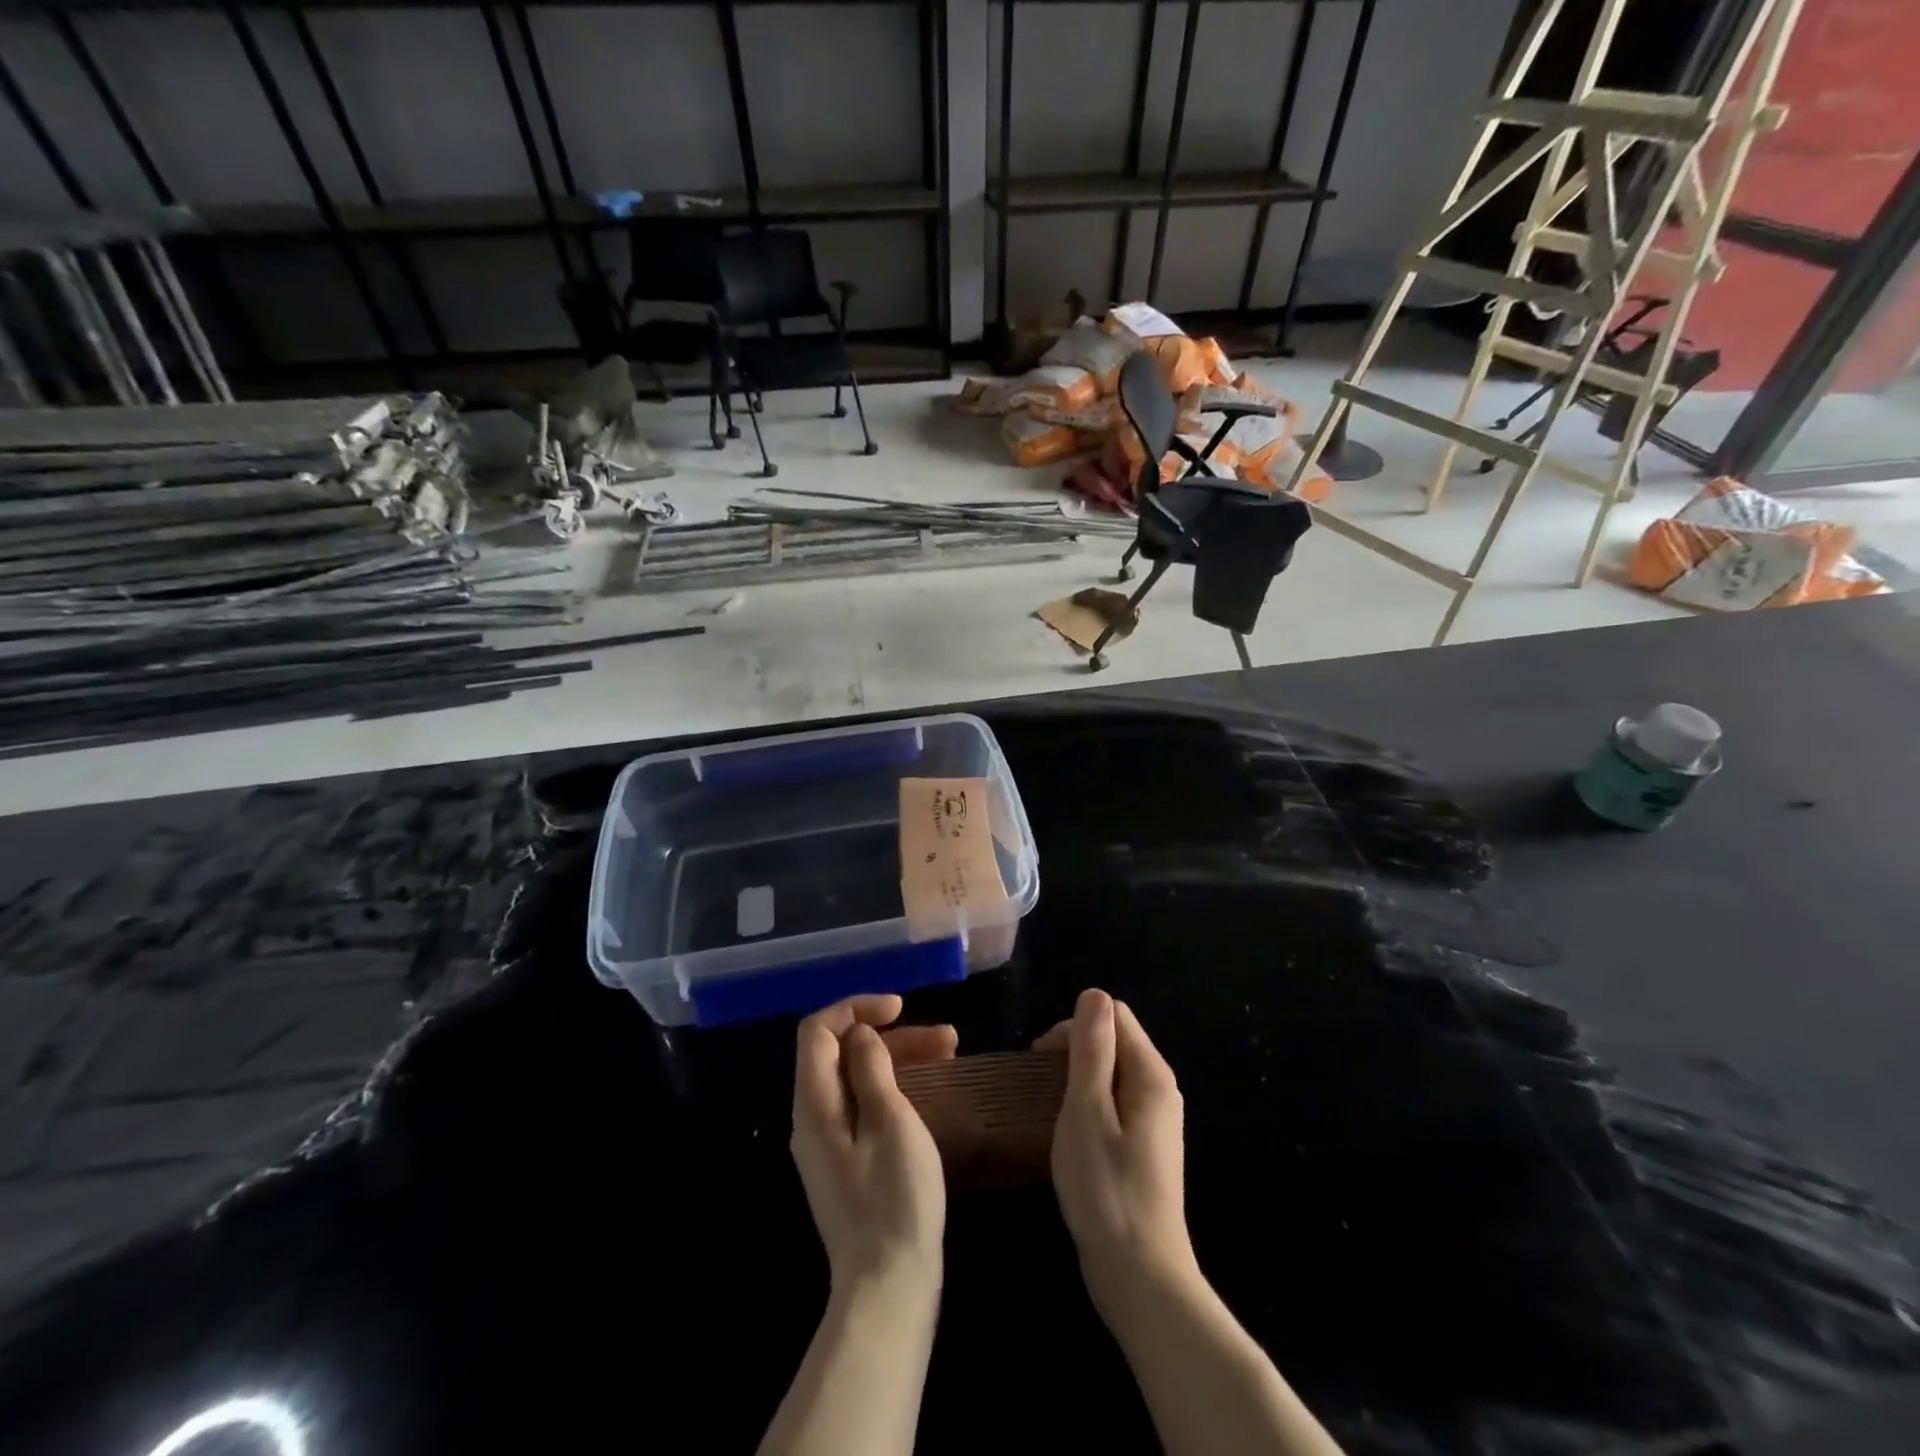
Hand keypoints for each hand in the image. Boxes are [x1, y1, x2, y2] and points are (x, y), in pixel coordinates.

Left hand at [791, 995, 956, 1297]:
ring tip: (951, 1053)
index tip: (900, 1008)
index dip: (856, 1008)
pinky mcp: (847, 1162)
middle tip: (945, 1038)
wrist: (888, 1287)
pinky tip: (931, 1089)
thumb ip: (871, 1069)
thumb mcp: (890, 1122)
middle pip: (841, 1052)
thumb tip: (860, 1034)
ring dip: (900, 1059)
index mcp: (814, 1104)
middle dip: (891, 1035)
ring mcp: (828, 1143)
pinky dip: (894, 1087)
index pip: (817, 1030)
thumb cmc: (895, 1199)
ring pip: (857, 1078)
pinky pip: (864, 1105)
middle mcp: (812, 1118)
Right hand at [1035, 988, 1194, 1312]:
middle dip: (1074, 1050)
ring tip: (1051, 1110)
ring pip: (1111, 1072)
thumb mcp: (1087, 1111)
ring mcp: (1155, 1119)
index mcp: (1150, 1074)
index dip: (1074, 1027)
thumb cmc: (1106, 1190)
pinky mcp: (1144, 1146)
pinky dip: (1088, 1104)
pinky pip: (1113, 1102)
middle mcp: (1159, 1088)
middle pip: (1114, 1040)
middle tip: (1041, 1088)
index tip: (1042, 1062)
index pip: (1112, 1015)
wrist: (1141, 1277)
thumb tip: (1094, 994)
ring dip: (1077, 1079)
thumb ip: (1092, 1050)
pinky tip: (1071, 1134)